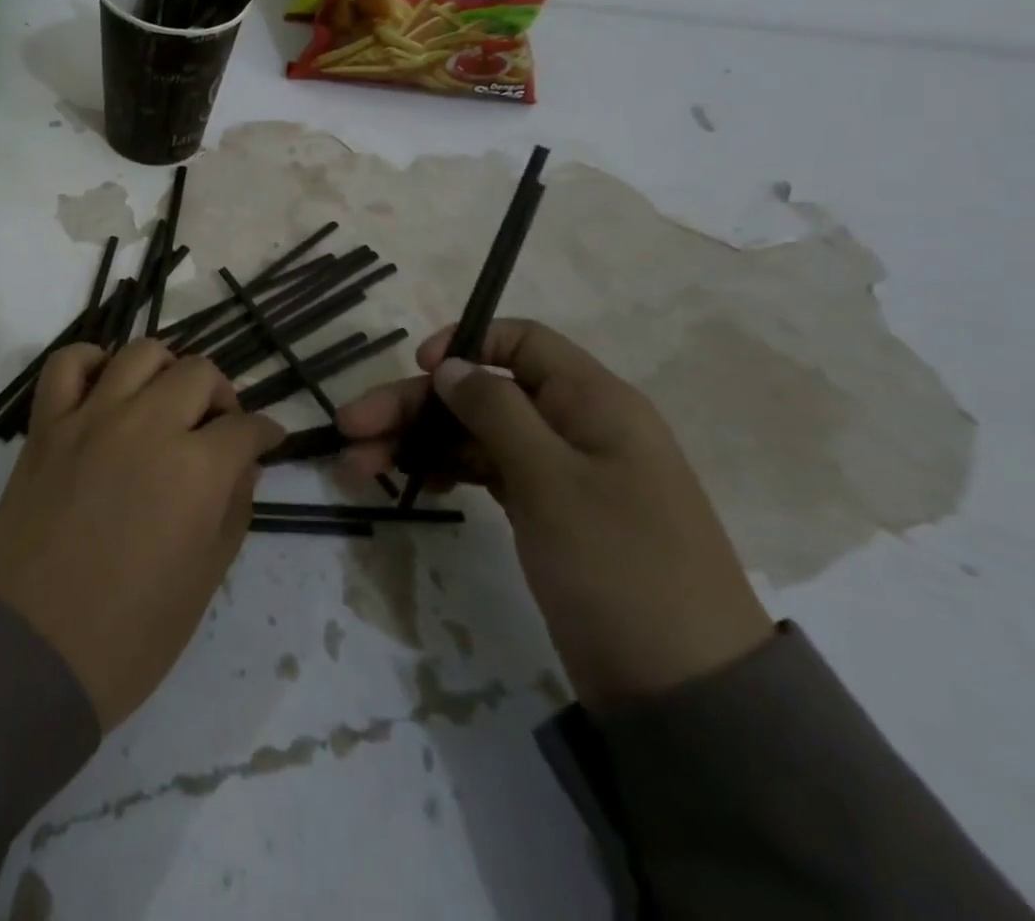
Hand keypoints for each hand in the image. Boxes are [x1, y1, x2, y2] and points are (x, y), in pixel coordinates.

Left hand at [0, 339, 281, 729]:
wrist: (31, 650)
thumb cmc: (130, 634)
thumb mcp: (205, 579)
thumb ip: (233, 509)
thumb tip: (243, 464)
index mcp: (196, 469)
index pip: (246, 427)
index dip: (264, 432)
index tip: (266, 440)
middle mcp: (148, 425)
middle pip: (199, 373)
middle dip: (221, 396)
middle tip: (217, 427)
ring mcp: (91, 418)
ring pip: (141, 353)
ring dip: (165, 369)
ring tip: (164, 400)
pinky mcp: (47, 425)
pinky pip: (66, 363)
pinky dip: (90, 361)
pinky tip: (103, 385)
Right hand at [338, 319, 772, 710]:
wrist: (684, 690)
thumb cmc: (618, 566)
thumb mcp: (552, 480)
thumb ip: (496, 412)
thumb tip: (451, 366)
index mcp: (592, 402)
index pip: (522, 343)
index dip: (466, 344)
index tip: (418, 368)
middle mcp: (574, 426)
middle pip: (481, 393)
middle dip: (413, 406)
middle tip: (350, 429)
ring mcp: (560, 472)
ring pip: (475, 434)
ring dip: (418, 442)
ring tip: (358, 466)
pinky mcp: (548, 512)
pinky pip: (487, 470)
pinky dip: (448, 470)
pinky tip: (413, 483)